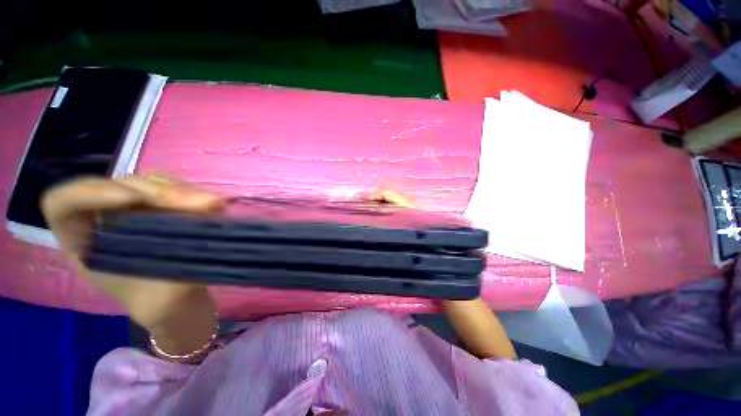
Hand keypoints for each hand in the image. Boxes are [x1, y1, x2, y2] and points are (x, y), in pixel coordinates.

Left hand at [41, 175, 222, 355]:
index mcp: (81, 241)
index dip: (90, 194)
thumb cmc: (159, 305)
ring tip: (214, 204)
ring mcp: (132, 209)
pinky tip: (215, 204)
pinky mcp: (159, 207)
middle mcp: (102, 218)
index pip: (64, 203)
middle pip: (118, 185)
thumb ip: (164, 263)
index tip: (134, 201)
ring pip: (149, 184)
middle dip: (158, 193)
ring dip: (182, 192)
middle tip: (200, 205)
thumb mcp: (155, 297)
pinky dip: (194, 195)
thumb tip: (193, 234)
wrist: (178, 300)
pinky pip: (172, 190)